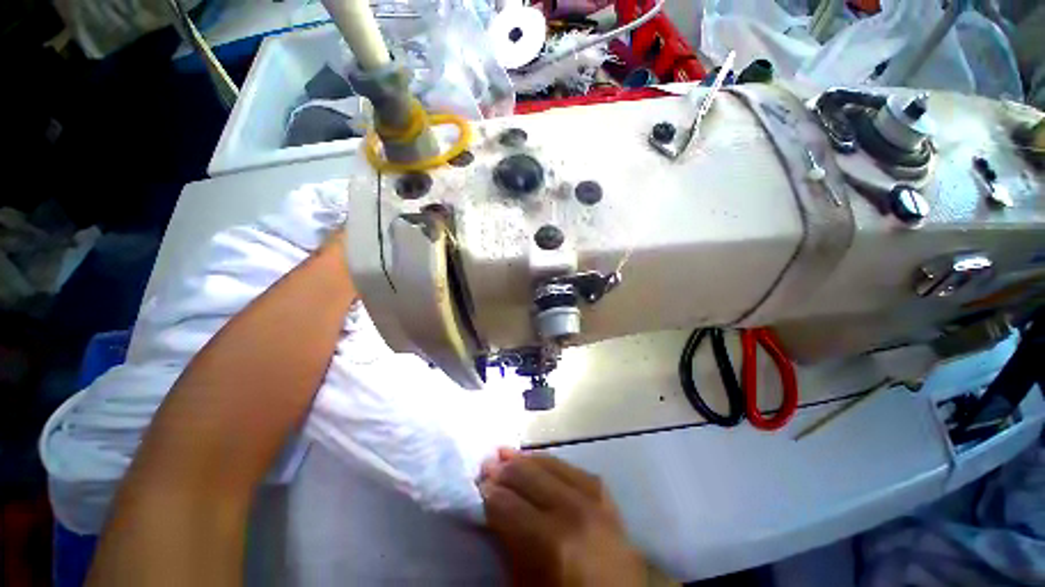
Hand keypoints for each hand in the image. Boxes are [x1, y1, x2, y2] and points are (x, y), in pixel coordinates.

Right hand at [478, 450, 645, 586]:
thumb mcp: (527, 585)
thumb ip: (509, 543)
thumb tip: (493, 507)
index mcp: (552, 543)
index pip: (509, 505)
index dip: (489, 493)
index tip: (478, 484)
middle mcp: (575, 513)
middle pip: (530, 477)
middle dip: (504, 469)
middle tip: (486, 463)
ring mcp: (595, 501)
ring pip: (552, 465)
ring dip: (526, 459)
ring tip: (507, 453)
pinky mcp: (607, 497)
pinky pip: (573, 469)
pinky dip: (552, 463)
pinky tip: (540, 460)